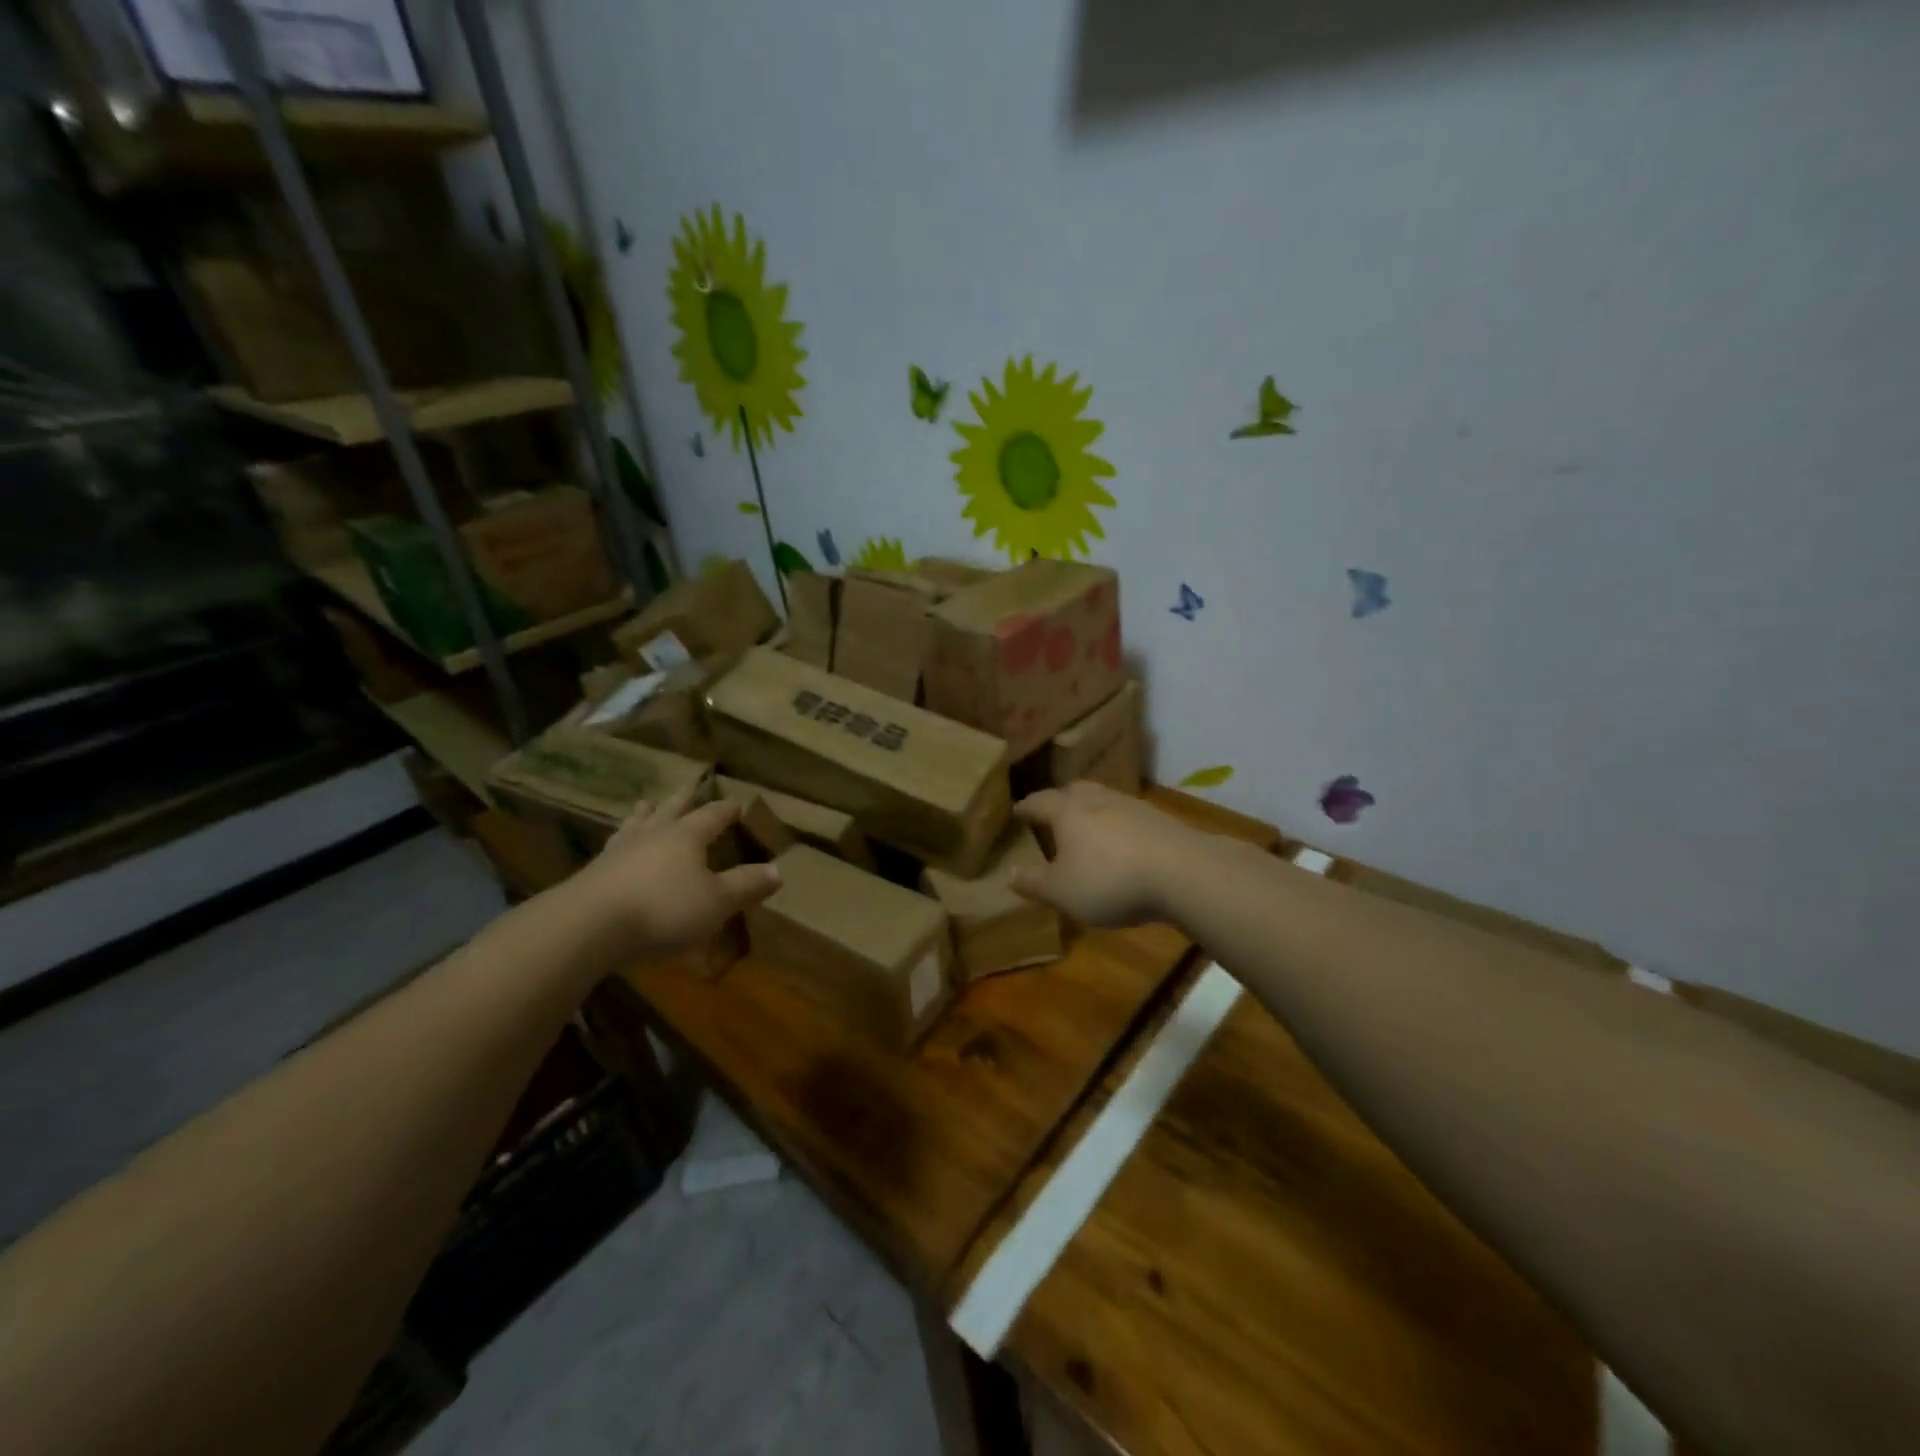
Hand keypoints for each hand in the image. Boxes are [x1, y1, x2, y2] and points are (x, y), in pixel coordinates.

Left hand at [563, 787, 782, 964]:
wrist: (587, 926)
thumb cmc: (662, 909)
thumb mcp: (716, 902)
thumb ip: (746, 885)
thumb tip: (779, 870)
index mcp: (686, 836)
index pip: (712, 815)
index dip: (727, 809)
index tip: (738, 801)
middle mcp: (654, 834)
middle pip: (671, 810)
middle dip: (683, 800)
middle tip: (689, 787)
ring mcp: (619, 851)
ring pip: (637, 824)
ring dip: (645, 814)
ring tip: (645, 804)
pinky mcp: (594, 872)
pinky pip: (614, 847)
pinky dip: (621, 840)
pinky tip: (616, 846)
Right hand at [1009, 783, 1199, 927]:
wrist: (1182, 872)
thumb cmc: (1109, 880)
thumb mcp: (1062, 892)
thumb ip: (1034, 883)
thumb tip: (1009, 873)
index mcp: (1067, 811)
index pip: (1039, 802)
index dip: (1025, 807)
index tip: (1016, 811)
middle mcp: (1097, 799)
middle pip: (1073, 791)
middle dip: (1060, 801)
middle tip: (1051, 813)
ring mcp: (1132, 806)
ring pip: (1103, 801)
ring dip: (1091, 812)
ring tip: (1086, 829)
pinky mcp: (1159, 820)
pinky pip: (1128, 817)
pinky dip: (1117, 826)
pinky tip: (1121, 845)